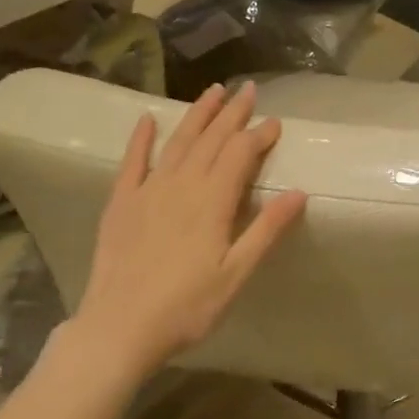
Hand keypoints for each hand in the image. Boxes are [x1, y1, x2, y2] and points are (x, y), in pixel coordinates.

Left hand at [75, 82, 306, 375]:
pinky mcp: (121, 203)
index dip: (259, 134)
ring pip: (178, 142)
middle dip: (232, 113)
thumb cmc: (187, 307)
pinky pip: (132, 162)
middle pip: (212, 139)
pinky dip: (141, 138)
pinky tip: (148, 119)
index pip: (240, 154)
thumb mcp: (236, 274)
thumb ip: (266, 230)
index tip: (275, 121)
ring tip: (213, 91)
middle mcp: (182, 184)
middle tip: (248, 90)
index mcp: (212, 201)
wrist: (119, 328)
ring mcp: (148, 190)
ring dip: (197, 115)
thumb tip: (298, 192)